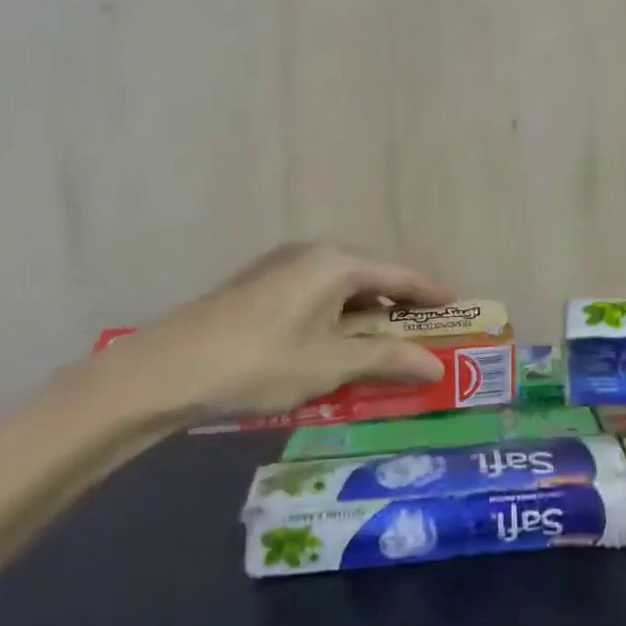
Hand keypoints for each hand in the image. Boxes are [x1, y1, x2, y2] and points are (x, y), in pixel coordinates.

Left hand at [84, 243, 456, 428]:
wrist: (164, 371)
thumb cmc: (259, 363)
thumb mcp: (330, 365)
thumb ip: (386, 359)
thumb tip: (435, 366)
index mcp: (336, 263)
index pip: (401, 274)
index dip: (433, 293)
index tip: (461, 309)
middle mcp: (313, 254)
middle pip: (373, 276)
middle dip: (402, 306)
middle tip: (428, 333)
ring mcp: (282, 267)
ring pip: (343, 287)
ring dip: (369, 314)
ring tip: (388, 344)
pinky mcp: (260, 286)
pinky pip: (318, 294)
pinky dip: (340, 316)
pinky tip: (339, 344)